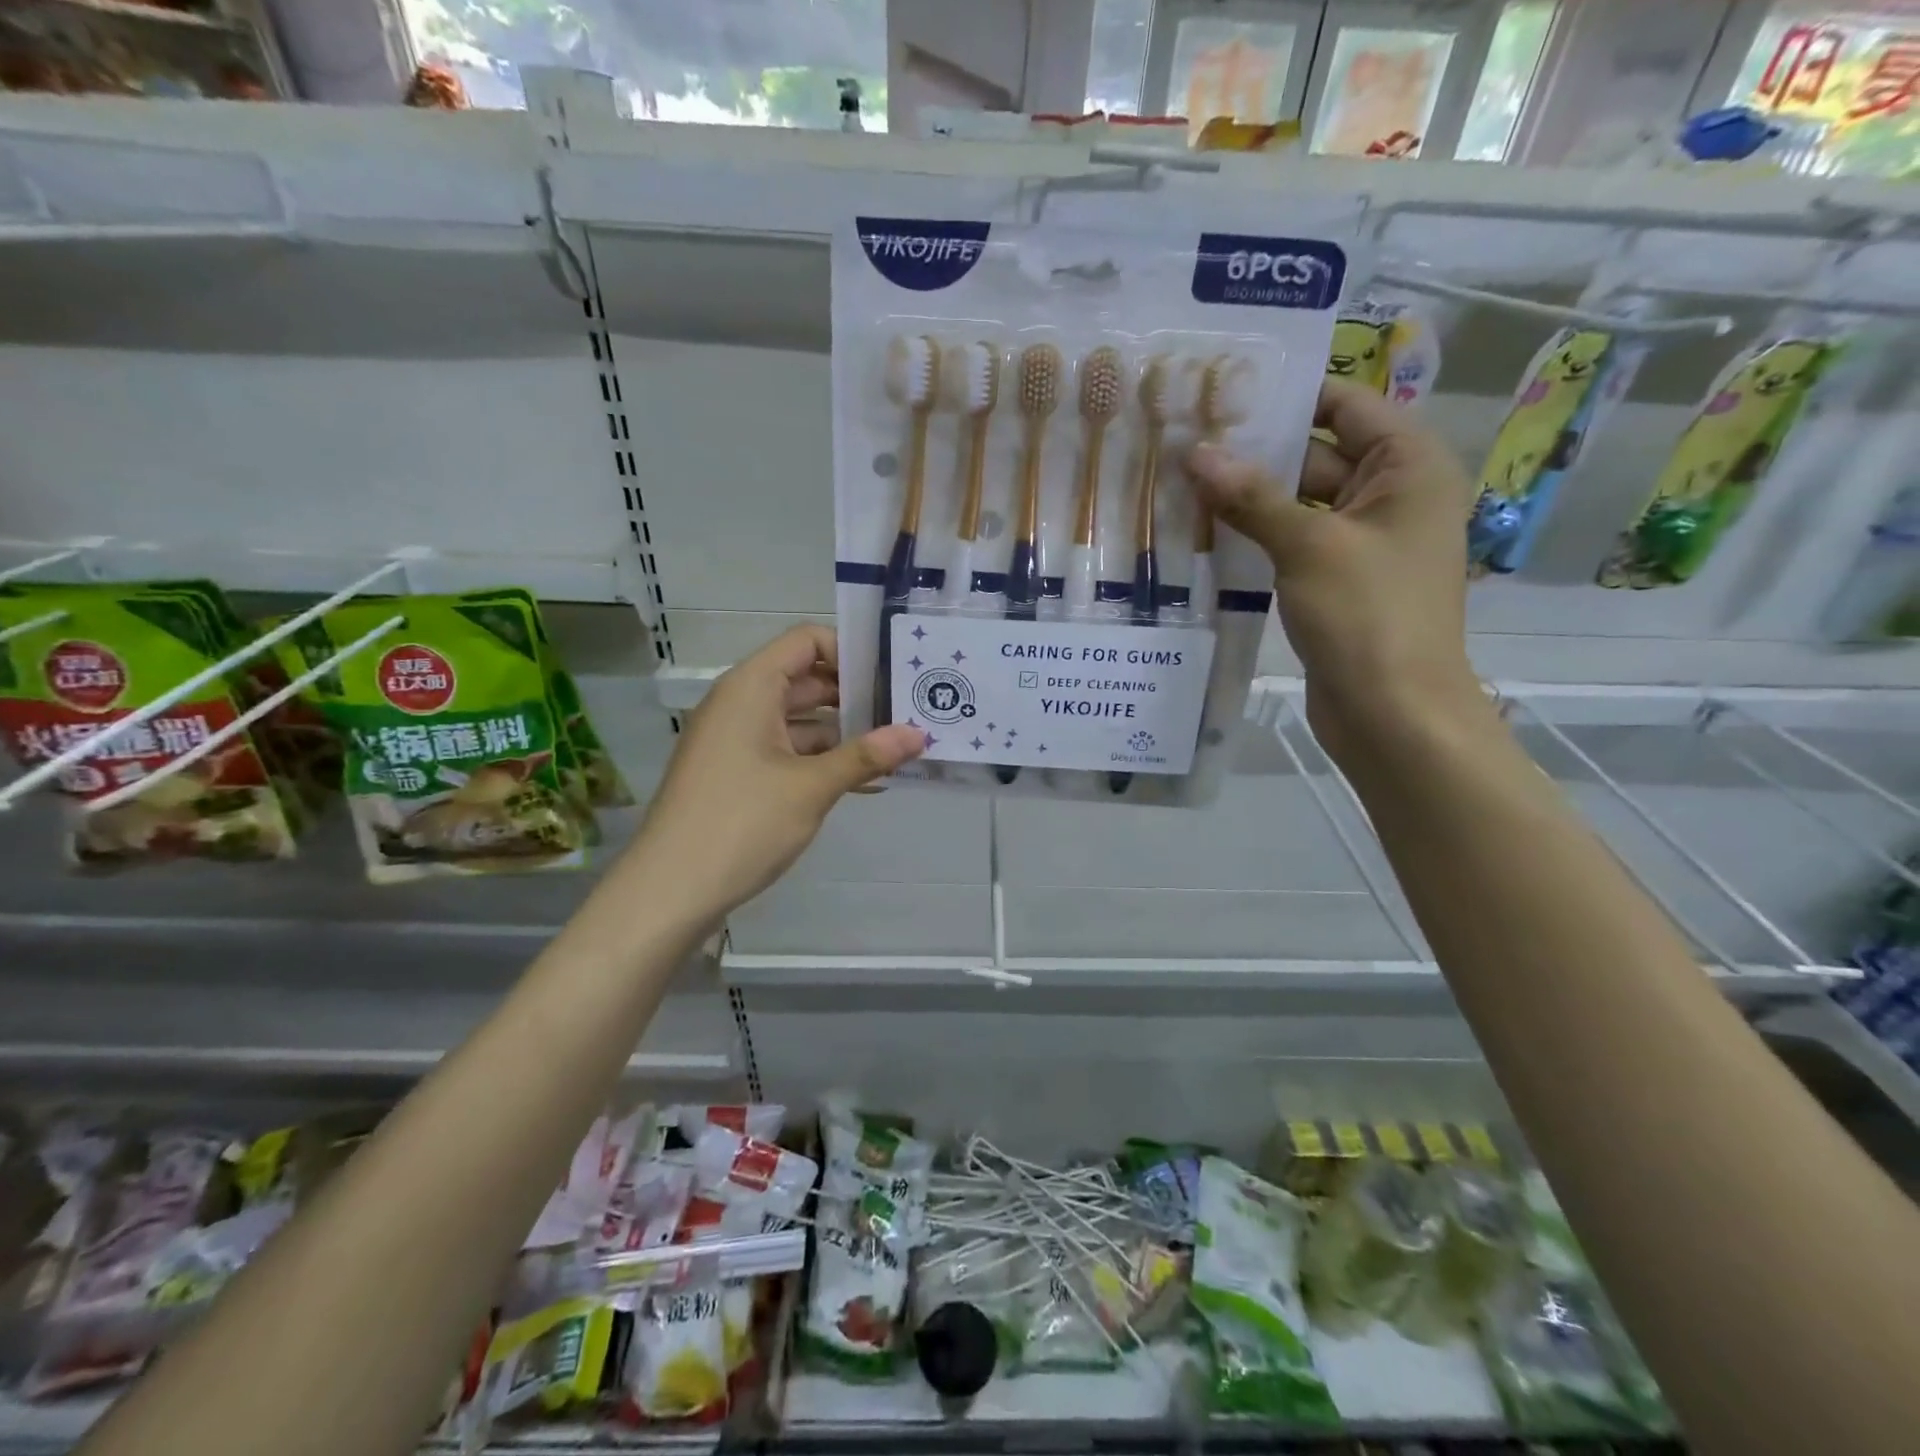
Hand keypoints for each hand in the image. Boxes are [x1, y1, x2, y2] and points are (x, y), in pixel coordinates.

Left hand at [623, 626, 924, 925]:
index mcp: (751, 688)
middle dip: (856, 695)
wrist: (670, 891)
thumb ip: (866, 755)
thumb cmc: (742, 823)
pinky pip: (786, 752)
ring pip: (799, 721)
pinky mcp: (736, 774)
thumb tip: (918, 733)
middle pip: (805, 680)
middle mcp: (740, 704)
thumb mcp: (812, 787)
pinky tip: (863, 782)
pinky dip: (820, 761)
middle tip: (907, 711)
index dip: (850, 651)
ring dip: (843, 733)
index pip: (806, 641)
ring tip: (896, 748)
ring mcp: (736, 741)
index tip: (892, 676)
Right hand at [1188, 379, 1481, 762]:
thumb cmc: (1368, 616)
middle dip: (1255, 453)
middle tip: (1186, 443)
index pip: (1346, 406)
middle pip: (1317, 455)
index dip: (1287, 397)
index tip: (1223, 394)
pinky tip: (1204, 534)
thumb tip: (1197, 452)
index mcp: (1409, 467)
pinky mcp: (1338, 582)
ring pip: (1299, 505)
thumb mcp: (1308, 546)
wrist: (1393, 713)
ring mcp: (1364, 542)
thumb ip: (1252, 496)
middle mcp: (1392, 495)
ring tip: (1181, 485)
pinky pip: (1294, 544)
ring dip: (1248, 499)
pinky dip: (1257, 537)